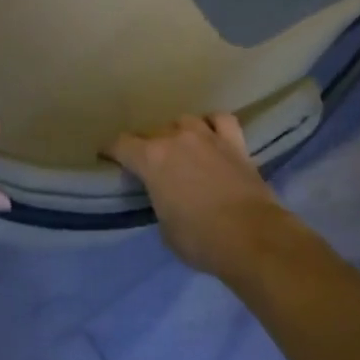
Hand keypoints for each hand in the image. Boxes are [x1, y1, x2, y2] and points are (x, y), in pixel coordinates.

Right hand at [110, 114, 290, 278]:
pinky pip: (220, 120)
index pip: (121, 145)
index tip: (107, 158)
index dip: (111, 151)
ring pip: (185, 121)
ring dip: (178, 133)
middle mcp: (176, 139)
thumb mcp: (165, 227)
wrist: (252, 237)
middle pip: (153, 132)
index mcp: (151, 159)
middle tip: (150, 165)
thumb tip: (167, 196)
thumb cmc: (199, 239)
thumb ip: (159, 201)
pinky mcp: (236, 143)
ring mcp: (208, 136)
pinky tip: (212, 135)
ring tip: (181, 149)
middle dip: (147, 147)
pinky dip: (213, 125)